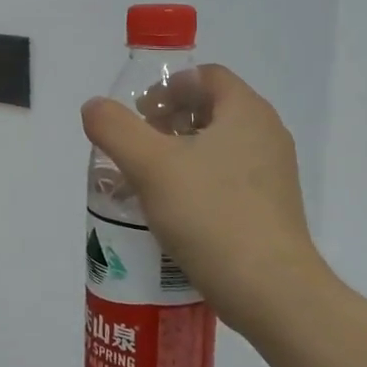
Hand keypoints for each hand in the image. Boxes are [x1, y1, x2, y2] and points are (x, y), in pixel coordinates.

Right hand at [81, 64, 328, 330]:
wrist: (269, 290)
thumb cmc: (210, 214)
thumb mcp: (149, 165)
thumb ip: (114, 128)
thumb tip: (94, 107)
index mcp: (246, 112)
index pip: (206, 76)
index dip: (168, 86)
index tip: (139, 113)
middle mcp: (267, 135)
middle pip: (211, 109)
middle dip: (168, 121)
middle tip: (136, 146)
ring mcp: (273, 174)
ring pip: (218, 146)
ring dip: (179, 153)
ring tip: (146, 180)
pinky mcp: (270, 208)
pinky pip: (227, 178)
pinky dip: (196, 181)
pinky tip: (172, 211)